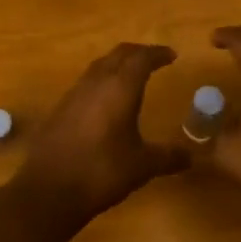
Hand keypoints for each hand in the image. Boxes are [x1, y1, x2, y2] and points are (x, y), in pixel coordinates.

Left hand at [15, 43, 185, 225]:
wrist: (48, 189)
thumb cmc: (101, 171)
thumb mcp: (142, 166)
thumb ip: (168, 157)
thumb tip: (191, 156)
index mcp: (120, 88)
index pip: (142, 58)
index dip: (158, 54)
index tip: (171, 55)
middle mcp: (97, 82)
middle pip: (119, 54)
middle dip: (138, 52)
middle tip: (154, 59)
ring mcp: (75, 93)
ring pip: (100, 65)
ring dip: (118, 64)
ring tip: (132, 75)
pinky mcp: (61, 108)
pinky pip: (87, 82)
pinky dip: (102, 80)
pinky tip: (106, 100)